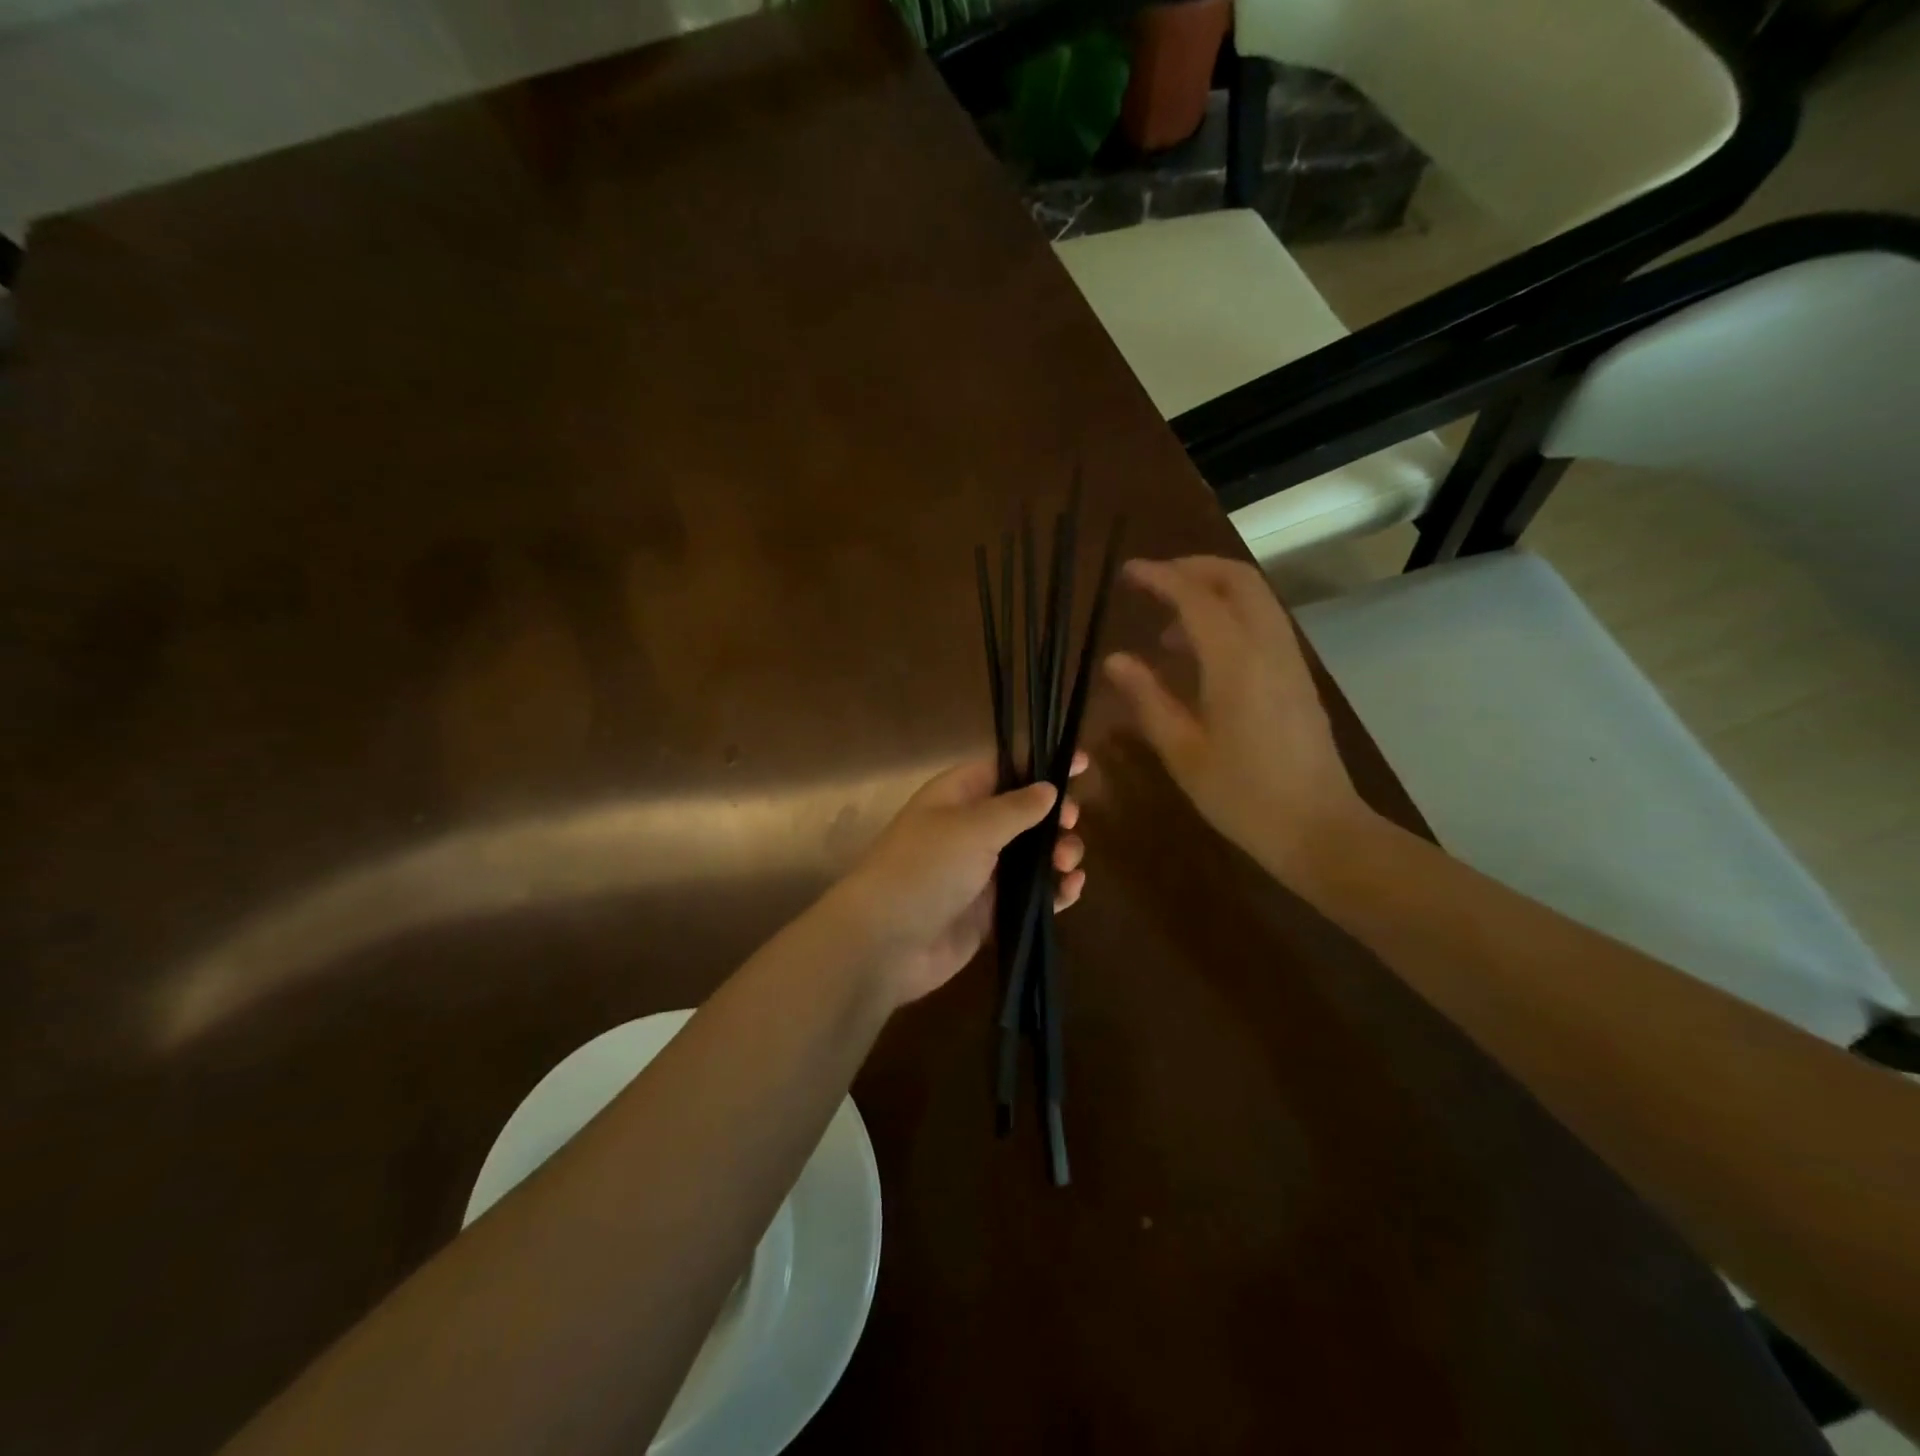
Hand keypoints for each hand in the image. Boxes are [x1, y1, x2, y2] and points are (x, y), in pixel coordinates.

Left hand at [827, 755, 1087, 1006]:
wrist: (885, 943)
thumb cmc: (926, 869)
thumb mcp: (972, 828)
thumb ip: (1016, 808)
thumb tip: (1048, 788)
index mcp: (957, 796)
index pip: (1004, 768)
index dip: (1041, 764)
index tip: (1082, 763)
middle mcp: (969, 829)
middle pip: (1024, 813)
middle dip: (1055, 815)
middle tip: (1072, 824)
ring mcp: (980, 873)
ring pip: (1032, 856)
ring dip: (1058, 854)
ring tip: (1068, 863)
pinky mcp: (989, 912)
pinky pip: (1029, 895)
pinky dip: (1053, 891)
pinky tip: (1071, 890)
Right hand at [1103, 556, 1374, 884]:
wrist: (1317, 829)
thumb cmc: (1241, 795)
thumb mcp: (1182, 750)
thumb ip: (1148, 698)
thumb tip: (1116, 660)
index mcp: (1236, 662)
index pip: (1196, 597)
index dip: (1160, 577)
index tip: (1128, 573)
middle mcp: (1268, 647)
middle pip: (1238, 580)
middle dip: (1194, 569)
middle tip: (1153, 583)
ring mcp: (1290, 660)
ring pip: (1256, 598)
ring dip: (1213, 592)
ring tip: (1169, 629)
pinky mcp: (1298, 677)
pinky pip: (1264, 624)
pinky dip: (1231, 616)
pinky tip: (1203, 655)